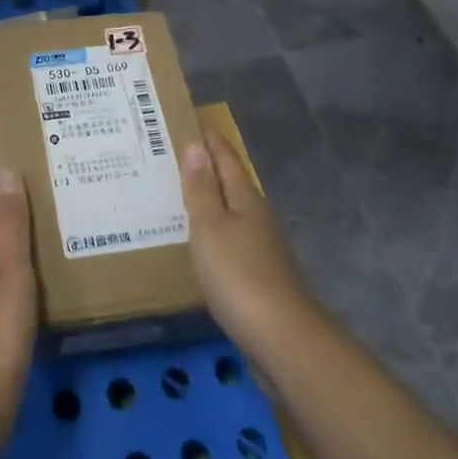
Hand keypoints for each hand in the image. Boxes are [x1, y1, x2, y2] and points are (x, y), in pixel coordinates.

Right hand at [178, 124, 317, 365]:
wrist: (282, 339)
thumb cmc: (239, 275)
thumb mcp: (210, 226)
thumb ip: (201, 188)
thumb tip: (196, 145)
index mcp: (246, 199)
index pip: (226, 159)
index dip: (210, 139)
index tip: (192, 119)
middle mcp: (257, 217)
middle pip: (231, 183)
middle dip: (207, 168)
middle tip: (174, 154)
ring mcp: (262, 249)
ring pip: (231, 213)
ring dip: (209, 201)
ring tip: (178, 195)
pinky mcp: (259, 278)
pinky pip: (231, 241)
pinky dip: (213, 233)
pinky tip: (198, 242)